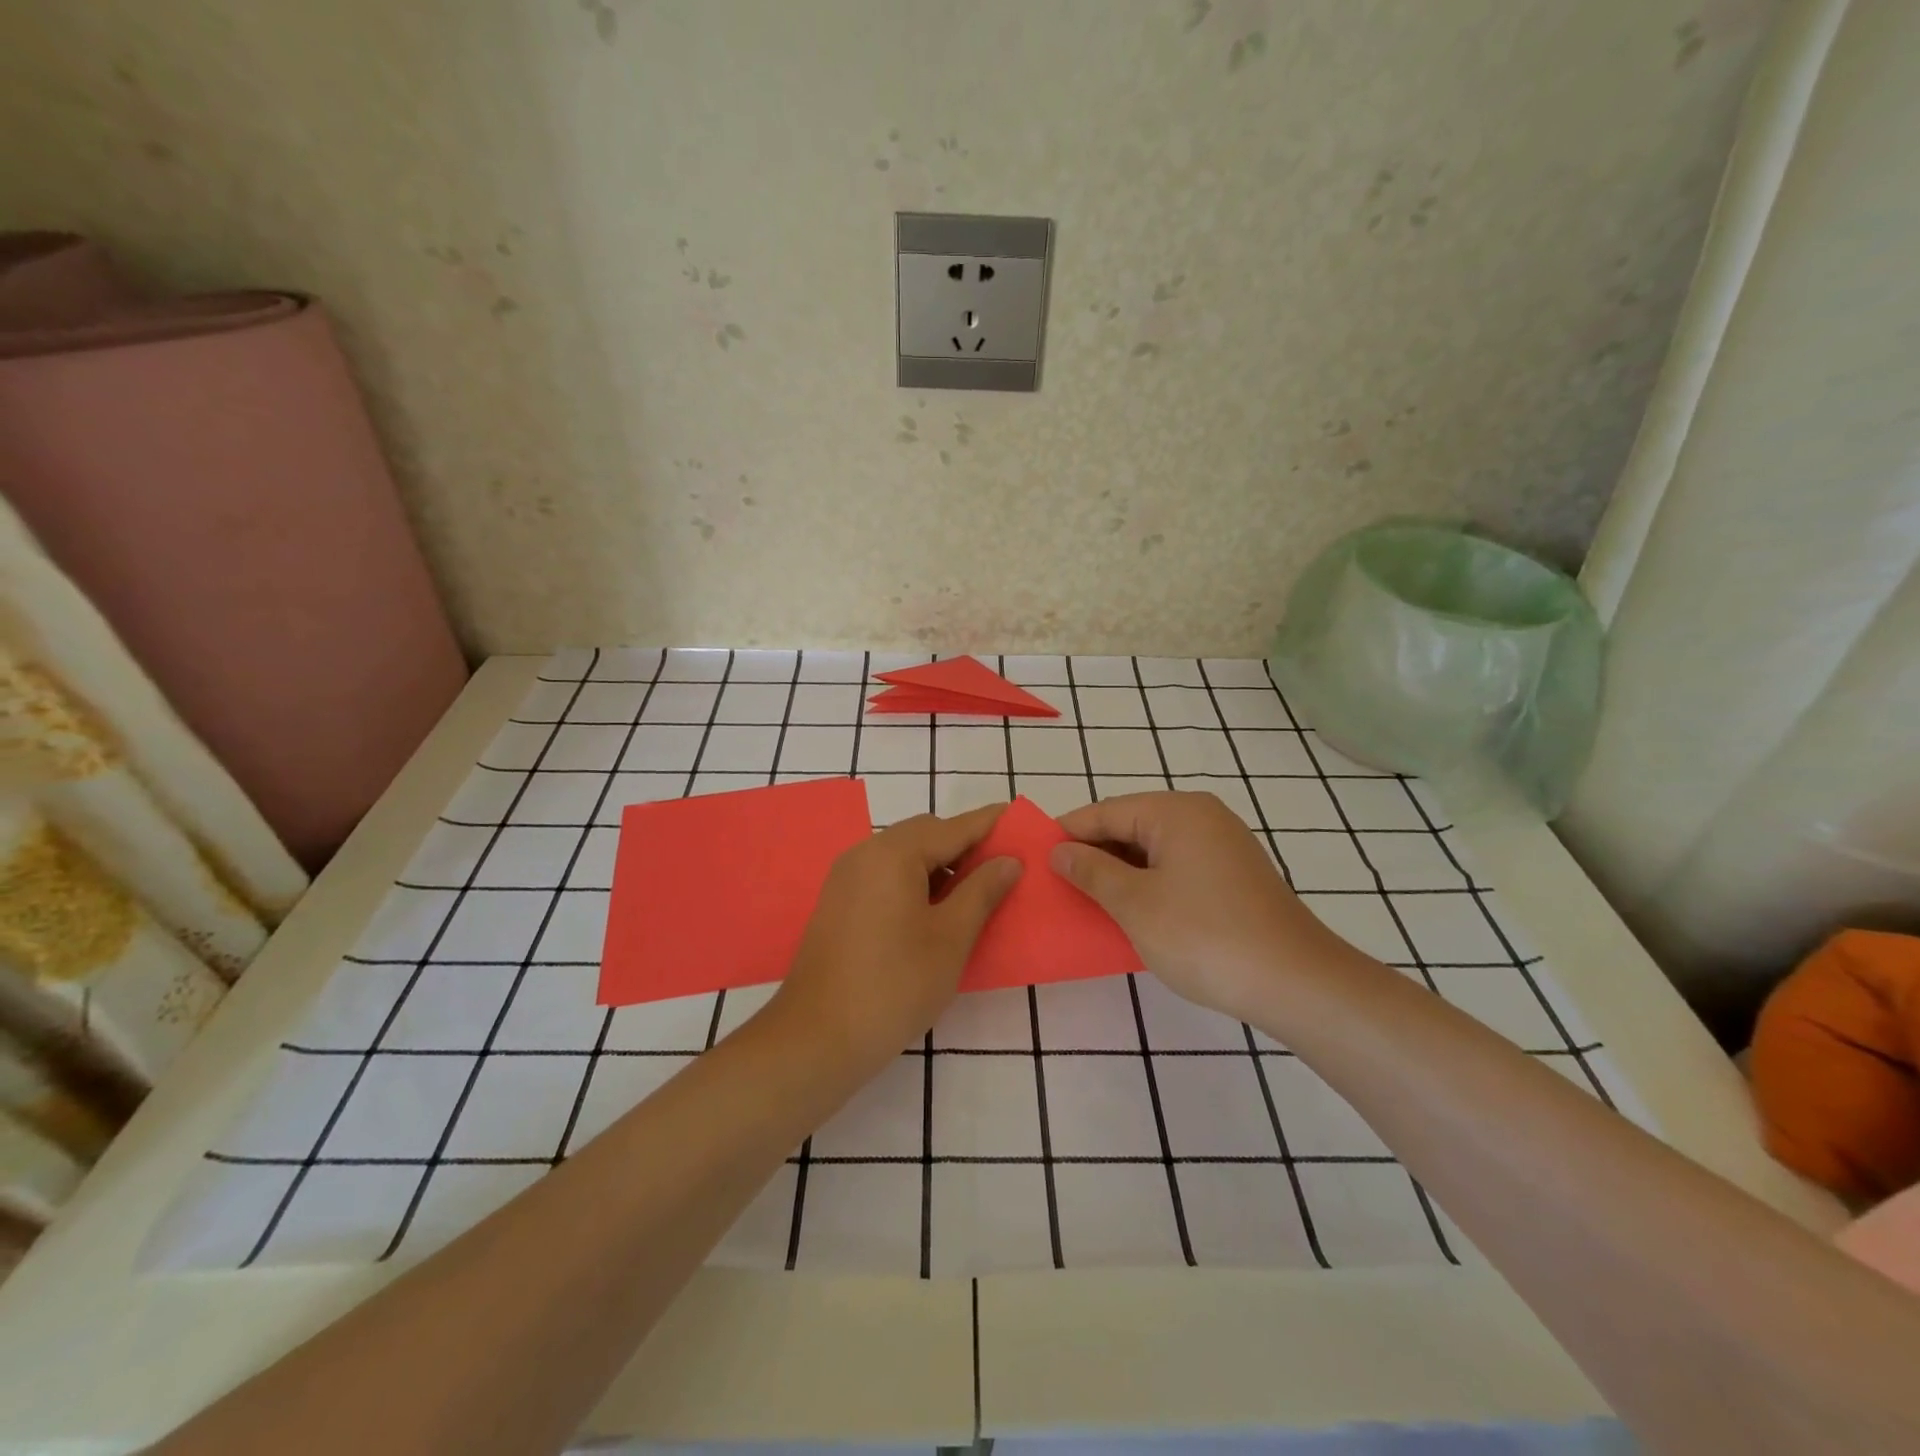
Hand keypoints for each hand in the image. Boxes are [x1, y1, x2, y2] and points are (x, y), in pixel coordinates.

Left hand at [769, 804, 1021, 1076]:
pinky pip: (885, 876)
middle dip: (964, 846)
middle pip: (925, 835)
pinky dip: (914, 882)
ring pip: (903, 856)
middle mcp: (865, 854)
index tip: (1020, 819)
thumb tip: (1008, 860)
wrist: (816, 1038)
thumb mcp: (951, 938)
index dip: (990, 824)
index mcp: (894, 853)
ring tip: (973, 896)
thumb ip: (982, 891)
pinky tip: (934, 913)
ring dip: (939, 866)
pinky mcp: (838, 903)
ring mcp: (846, 878)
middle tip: (1001, 870)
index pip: (953, 827)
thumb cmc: (894, 985)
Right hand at [1052, 791, 1354, 1024]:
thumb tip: (1059, 850)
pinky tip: (1129, 909)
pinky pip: (1176, 867)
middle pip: (1131, 826)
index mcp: (1176, 812)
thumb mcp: (1135, 904)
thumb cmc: (1204, 936)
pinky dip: (1148, 883)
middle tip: (1056, 881)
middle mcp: (1202, 817)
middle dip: (1093, 852)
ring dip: (1119, 871)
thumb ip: (1091, 871)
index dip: (1068, 832)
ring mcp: (1223, 846)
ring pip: (1154, 849)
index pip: (1106, 812)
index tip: (1034, 855)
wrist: (1295, 982)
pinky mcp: (1234, 876)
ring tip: (1085, 897)